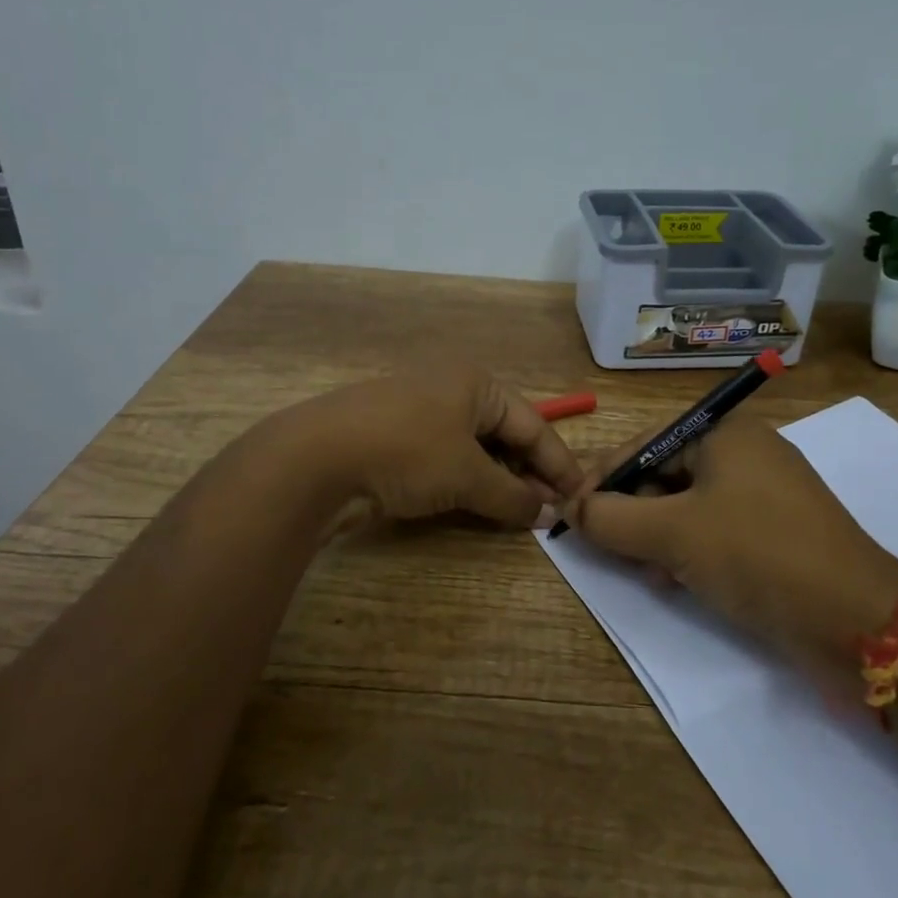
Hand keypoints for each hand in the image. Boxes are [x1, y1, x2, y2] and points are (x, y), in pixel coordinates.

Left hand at [291, 365, 586, 527]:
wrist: (316, 458)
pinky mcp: (396, 439)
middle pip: (505, 434)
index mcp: (476, 383)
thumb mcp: (467, 475)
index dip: (558, 463)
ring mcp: (420, 413)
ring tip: (519, 514)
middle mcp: (451, 390)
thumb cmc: (407, 452)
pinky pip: (446, 459)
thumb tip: (548, 513)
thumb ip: (513, 495)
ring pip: (475, 449)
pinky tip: (477, 506)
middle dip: (528, 473)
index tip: (581, 497)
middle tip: (551, 511)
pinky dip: (467, 482)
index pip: (533, 424)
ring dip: (498, 481)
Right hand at [560, 419, 897, 659]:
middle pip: (666, 474)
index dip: (603, 477)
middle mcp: (747, 455)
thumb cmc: (756, 554)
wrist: (857, 620)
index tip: (571, 510)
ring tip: (642, 569)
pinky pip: (717, 531)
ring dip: (656, 535)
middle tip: (604, 544)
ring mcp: (767, 496)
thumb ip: (611, 518)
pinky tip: (675, 581)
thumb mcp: (672, 533)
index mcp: (726, 434)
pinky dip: (689, 551)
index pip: (645, 444)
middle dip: (631, 510)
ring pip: (689, 507)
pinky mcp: (779, 535)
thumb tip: (570, 508)